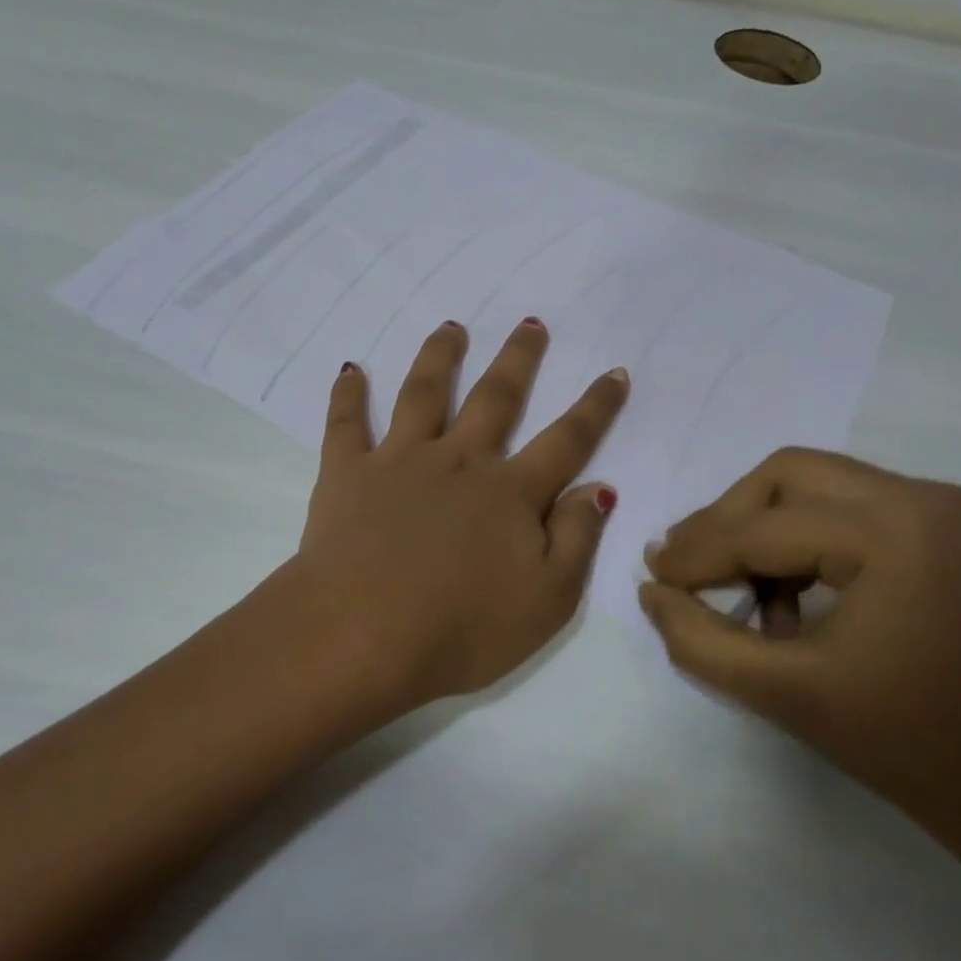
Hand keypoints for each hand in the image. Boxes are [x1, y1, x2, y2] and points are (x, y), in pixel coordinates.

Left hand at [294, 318, 628, 707]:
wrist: (361, 637)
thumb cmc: (461, 630)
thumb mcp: (547, 600)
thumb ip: (577, 539)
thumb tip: (598, 488)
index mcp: (510, 493)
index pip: (567, 441)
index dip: (596, 407)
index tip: (615, 372)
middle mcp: (459, 461)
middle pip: (496, 398)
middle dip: (518, 359)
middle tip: (530, 323)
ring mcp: (400, 461)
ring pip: (424, 393)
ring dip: (440, 356)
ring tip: (451, 327)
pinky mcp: (348, 473)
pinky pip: (345, 424)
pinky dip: (347, 394)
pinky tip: (351, 369)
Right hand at [639, 449, 960, 843]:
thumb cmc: (906, 745)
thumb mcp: (782, 692)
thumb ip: (698, 638)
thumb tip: (651, 588)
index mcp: (895, 531)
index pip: (765, 526)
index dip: (698, 552)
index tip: (654, 577)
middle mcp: (923, 496)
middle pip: (786, 475)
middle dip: (728, 520)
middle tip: (688, 569)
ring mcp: (941, 507)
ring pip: (812, 485)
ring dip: (762, 531)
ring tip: (741, 596)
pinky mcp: (943, 526)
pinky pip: (844, 508)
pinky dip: (802, 542)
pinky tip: (789, 600)